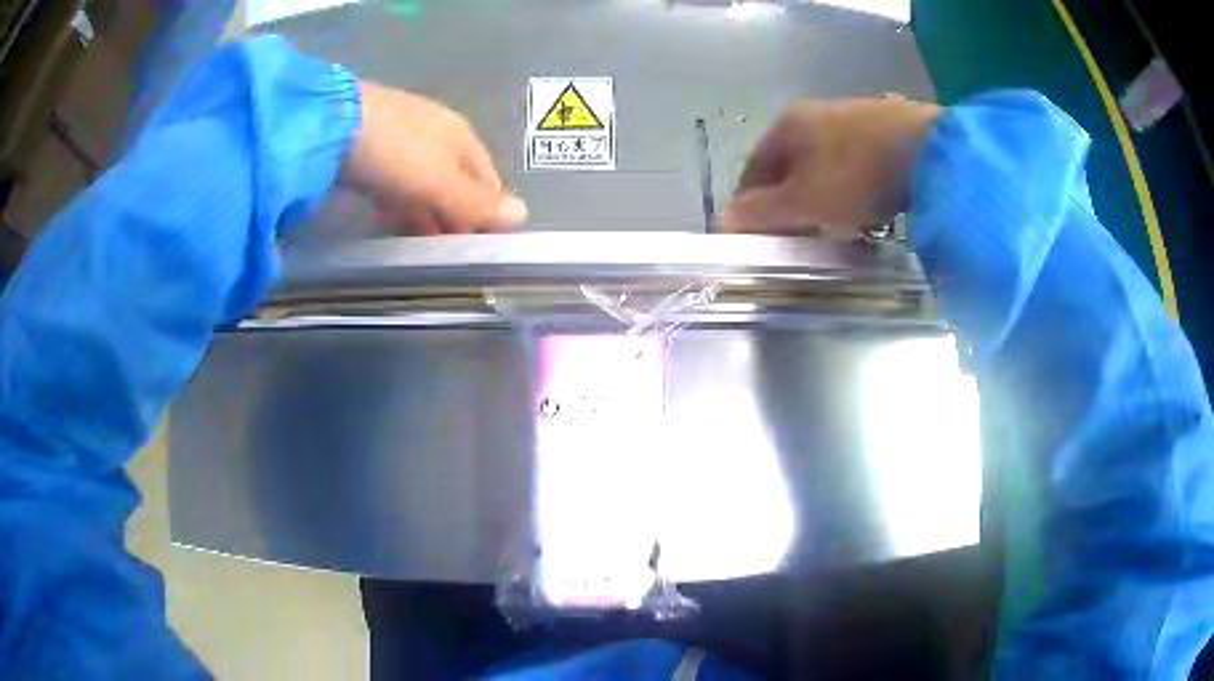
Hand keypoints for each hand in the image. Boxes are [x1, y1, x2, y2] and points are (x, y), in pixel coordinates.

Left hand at [342, 81, 527, 233]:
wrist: (331, 122)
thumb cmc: (395, 152)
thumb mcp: (439, 182)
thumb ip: (476, 203)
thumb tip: (524, 215)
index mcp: (460, 137)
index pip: (487, 178)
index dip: (486, 210)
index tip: (479, 244)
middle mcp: (436, 132)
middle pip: (454, 179)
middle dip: (454, 213)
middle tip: (446, 249)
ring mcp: (402, 136)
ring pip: (423, 180)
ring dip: (425, 210)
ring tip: (418, 241)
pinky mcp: (372, 145)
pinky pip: (395, 178)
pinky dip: (398, 200)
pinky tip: (388, 217)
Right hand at [721, 96, 940, 233]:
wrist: (927, 149)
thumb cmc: (854, 174)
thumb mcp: (803, 200)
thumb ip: (761, 211)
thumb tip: (722, 221)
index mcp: (785, 126)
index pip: (753, 171)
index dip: (749, 206)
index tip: (754, 238)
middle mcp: (814, 115)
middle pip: (789, 167)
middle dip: (788, 203)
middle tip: (796, 237)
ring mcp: (851, 118)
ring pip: (823, 166)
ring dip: (821, 197)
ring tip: (834, 228)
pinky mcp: (883, 128)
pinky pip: (855, 165)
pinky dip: (852, 189)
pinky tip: (866, 209)